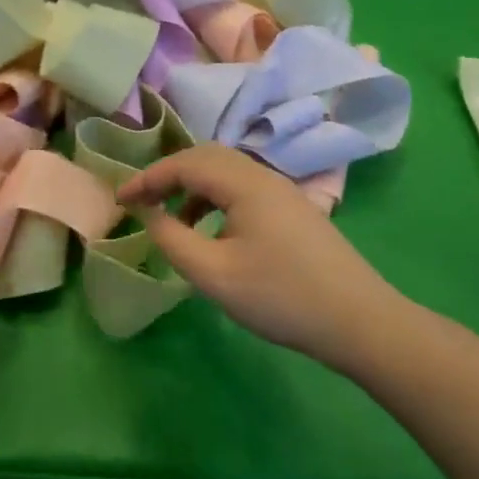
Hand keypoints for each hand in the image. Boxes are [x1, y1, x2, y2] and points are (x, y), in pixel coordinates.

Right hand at [118, 144, 396, 369]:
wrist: (359, 320)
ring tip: (173, 221)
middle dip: (169, 175)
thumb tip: (150, 213)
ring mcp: (283, 190)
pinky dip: (216, 199)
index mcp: (245, 183)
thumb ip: (173, 240)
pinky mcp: (294, 209)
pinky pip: (243, 188)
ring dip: (193, 187)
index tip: (120, 200)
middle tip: (142, 203)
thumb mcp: (215, 275)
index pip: (184, 163)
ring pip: (226, 172)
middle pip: (206, 157)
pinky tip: (212, 232)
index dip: (147, 178)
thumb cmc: (281, 297)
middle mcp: (264, 175)